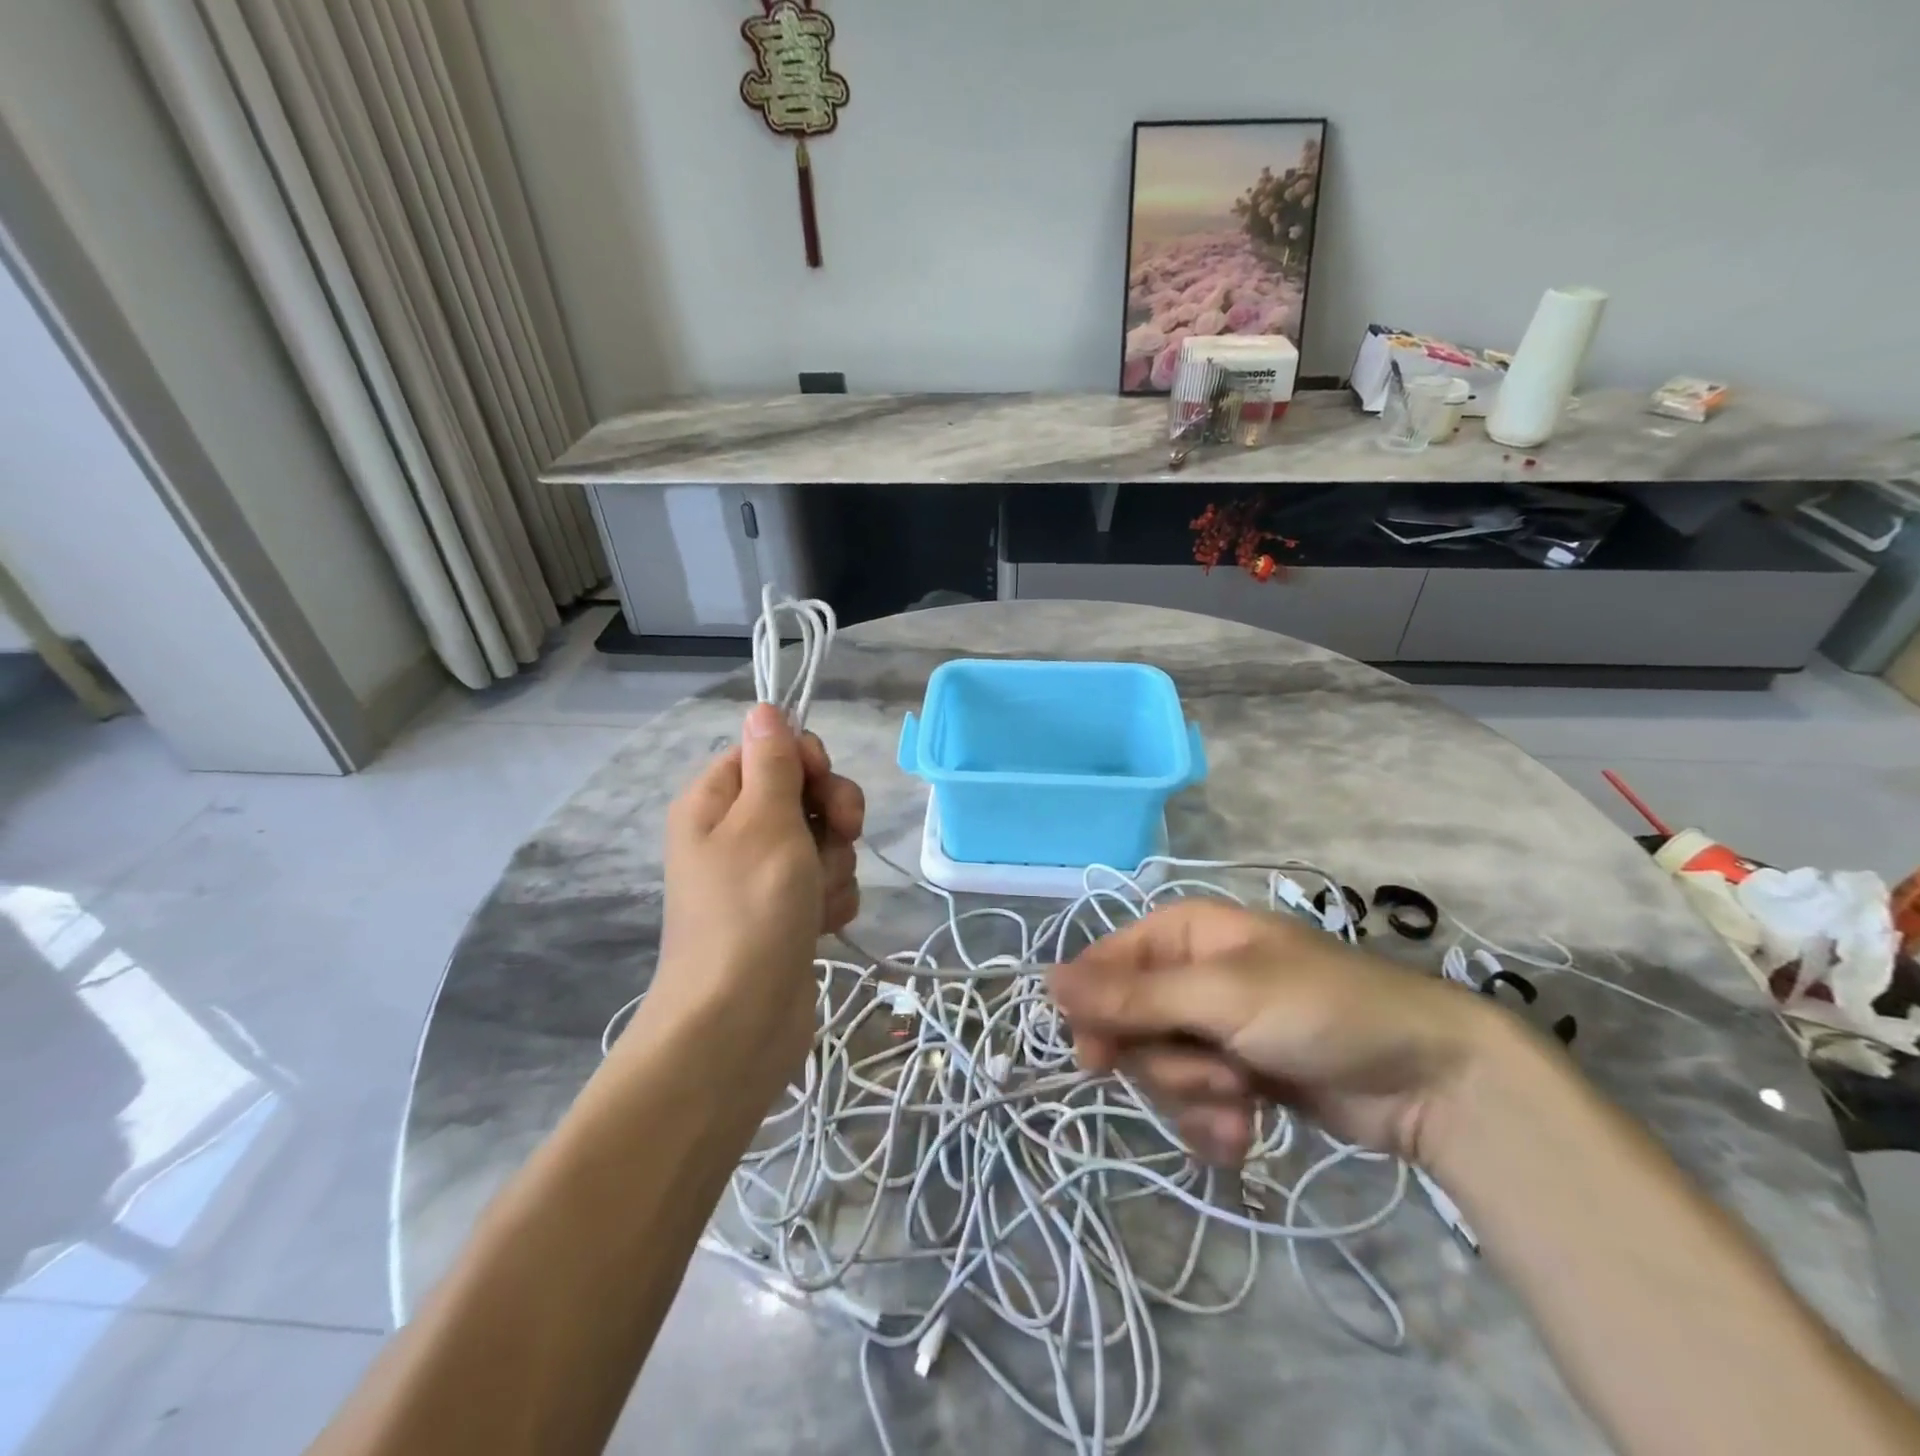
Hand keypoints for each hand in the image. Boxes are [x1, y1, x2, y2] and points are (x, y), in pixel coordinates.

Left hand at [644, 705, 864, 1087]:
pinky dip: (831, 899)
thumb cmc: (751, 908)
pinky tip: (822, 924)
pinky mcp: (788, 913)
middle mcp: (736, 833)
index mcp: (715, 801)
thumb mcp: (764, 819)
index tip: (822, 784)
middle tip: (840, 835)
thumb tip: (764, 708)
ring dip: (834, 864)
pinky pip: (825, 882)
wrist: (740, 1022)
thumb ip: (772, 760)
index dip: (805, 760)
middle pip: (804, 793)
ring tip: (815, 898)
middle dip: (832, 815)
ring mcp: (763, 876)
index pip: (769, 749)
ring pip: (824, 840)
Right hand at [1049, 901, 1495, 1166]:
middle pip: (1128, 1027)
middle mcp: (1188, 976)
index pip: (1104, 968)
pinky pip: (1191, 1103)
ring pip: (1158, 1071)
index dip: (1095, 1013)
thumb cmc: (1321, 1010)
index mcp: (1181, 935)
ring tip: (1245, 1103)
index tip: (1099, 1059)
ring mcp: (1211, 1028)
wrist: (1427, 1078)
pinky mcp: (1234, 1076)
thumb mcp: (1223, 997)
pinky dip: (1213, 1123)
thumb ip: (1133, 996)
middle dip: (1167, 1064)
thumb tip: (1045, 981)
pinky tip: (1247, 1133)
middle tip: (1218, 1074)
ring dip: (1196, 1097)